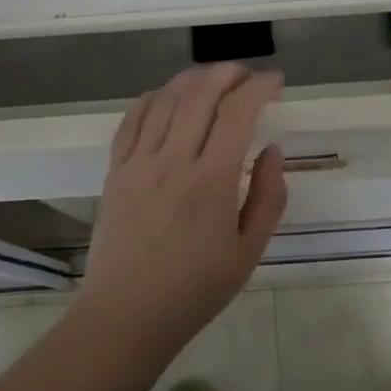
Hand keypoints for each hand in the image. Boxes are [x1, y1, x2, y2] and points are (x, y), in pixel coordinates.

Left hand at [74, 64, 286, 352]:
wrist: (126, 316)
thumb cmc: (195, 289)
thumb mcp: (248, 251)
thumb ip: (268, 196)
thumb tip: (273, 149)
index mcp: (211, 181)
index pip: (237, 112)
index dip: (259, 87)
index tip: (275, 81)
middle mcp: (173, 160)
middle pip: (200, 93)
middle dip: (227, 73)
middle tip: (246, 75)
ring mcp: (139, 162)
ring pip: (166, 99)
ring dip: (193, 78)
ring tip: (213, 79)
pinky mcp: (115, 169)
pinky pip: (133, 118)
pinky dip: (154, 97)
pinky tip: (168, 96)